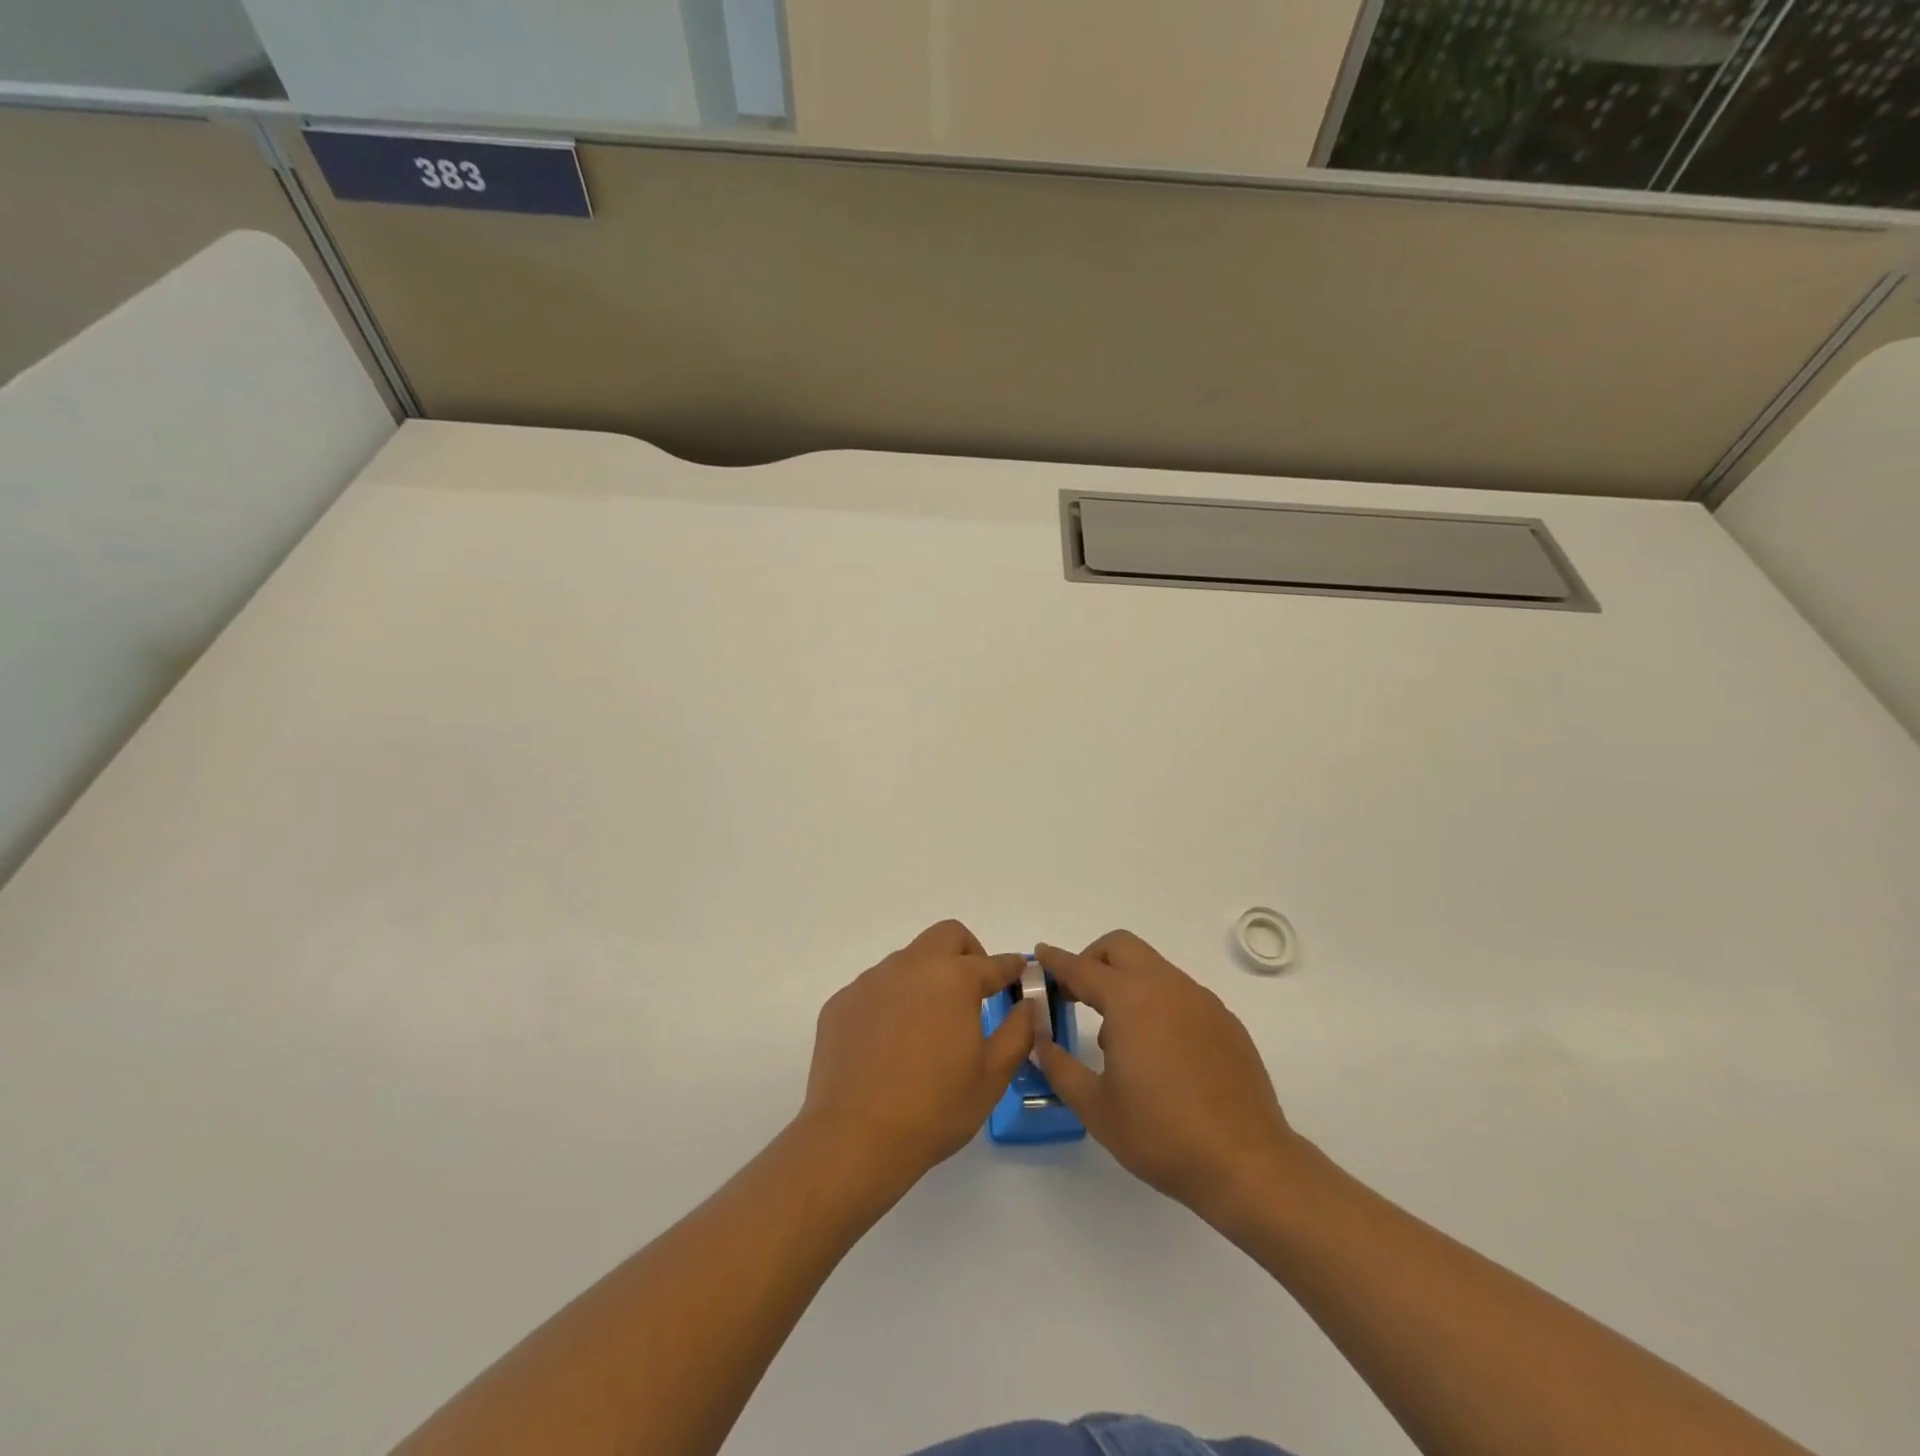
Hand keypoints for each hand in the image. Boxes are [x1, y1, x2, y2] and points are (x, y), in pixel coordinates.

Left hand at [802, 920, 1031, 1187]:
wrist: (855, 1138)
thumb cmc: (935, 1108)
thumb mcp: (992, 1075)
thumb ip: (1018, 1031)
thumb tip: (1027, 1004)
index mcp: (953, 978)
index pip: (993, 962)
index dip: (1011, 967)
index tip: (1019, 973)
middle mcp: (911, 966)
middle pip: (946, 936)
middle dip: (967, 953)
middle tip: (973, 991)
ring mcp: (871, 981)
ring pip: (908, 961)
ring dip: (926, 978)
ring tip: (927, 1025)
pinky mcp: (842, 1002)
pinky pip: (875, 989)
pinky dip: (891, 1002)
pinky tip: (889, 1043)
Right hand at [1035, 931, 1301, 1222]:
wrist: (1246, 1163)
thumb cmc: (1162, 1134)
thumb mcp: (1096, 1107)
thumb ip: (1059, 1067)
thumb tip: (1039, 1042)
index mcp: (1130, 1000)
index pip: (1082, 968)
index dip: (1055, 961)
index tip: (1039, 955)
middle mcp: (1166, 987)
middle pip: (1121, 947)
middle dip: (1093, 959)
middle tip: (1076, 993)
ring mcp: (1201, 1001)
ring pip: (1153, 968)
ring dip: (1126, 983)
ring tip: (1118, 1038)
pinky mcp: (1225, 1021)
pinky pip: (1181, 994)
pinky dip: (1158, 1003)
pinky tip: (1160, 1053)